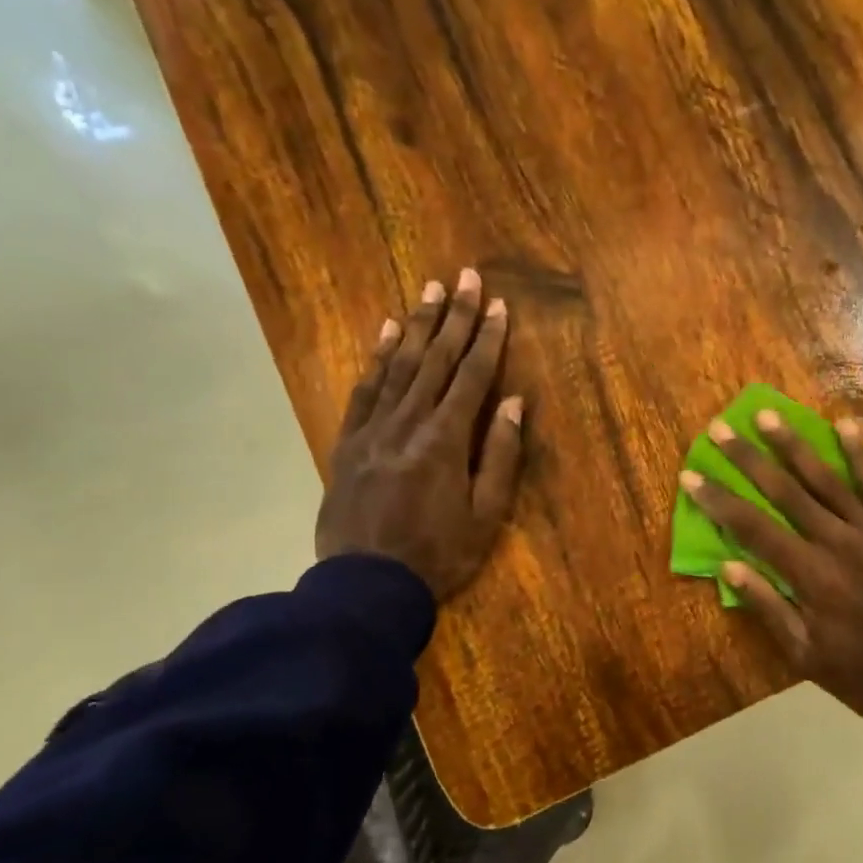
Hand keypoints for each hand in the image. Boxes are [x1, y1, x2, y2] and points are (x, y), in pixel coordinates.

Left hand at [316, 270, 524, 599]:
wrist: (366, 585)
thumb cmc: (438, 555)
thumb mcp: (486, 516)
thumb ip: (501, 457)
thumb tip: (513, 402)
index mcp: (446, 440)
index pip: (473, 377)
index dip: (489, 339)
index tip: (499, 305)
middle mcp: (409, 422)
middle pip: (437, 360)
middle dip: (455, 317)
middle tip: (466, 277)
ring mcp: (374, 428)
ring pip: (400, 366)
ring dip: (418, 326)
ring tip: (431, 291)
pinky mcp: (349, 441)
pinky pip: (365, 389)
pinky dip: (378, 358)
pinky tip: (388, 333)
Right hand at [680, 414, 862, 766]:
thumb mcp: (806, 656)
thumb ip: (767, 608)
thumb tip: (727, 566)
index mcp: (811, 578)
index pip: (753, 529)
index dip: (720, 501)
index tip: (692, 476)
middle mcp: (840, 544)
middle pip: (786, 493)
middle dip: (749, 459)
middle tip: (721, 428)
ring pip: (828, 480)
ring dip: (795, 445)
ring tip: (768, 415)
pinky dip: (862, 455)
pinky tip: (845, 426)